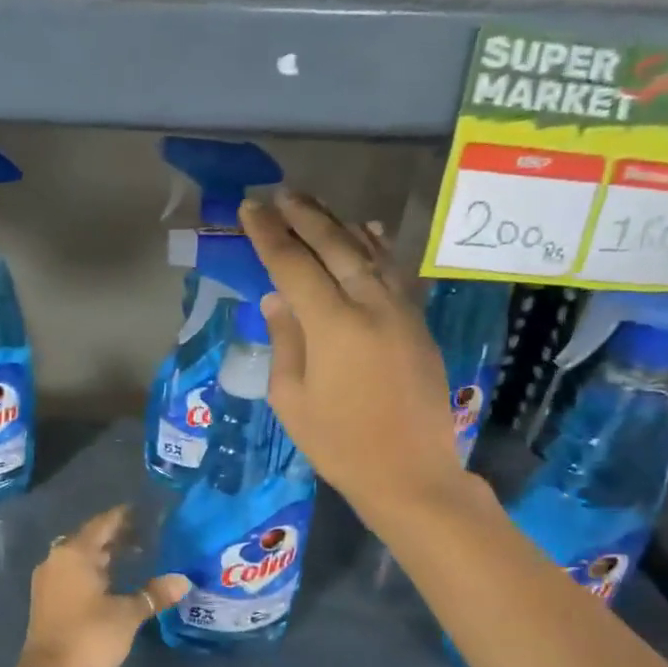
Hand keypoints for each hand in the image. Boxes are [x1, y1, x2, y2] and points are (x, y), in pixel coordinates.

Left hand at [2, 505, 189, 666]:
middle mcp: (57, 559)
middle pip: (89, 539)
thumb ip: (154, 594)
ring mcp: (49, 580)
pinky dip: (94, 571)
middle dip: (116, 536)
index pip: (102, 524)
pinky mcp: (48, 600)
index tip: (145, 512)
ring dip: (104, 555)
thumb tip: (183, 580)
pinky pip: (74, 574)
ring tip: (136, 555)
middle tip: (146, 534)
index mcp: (74, 553)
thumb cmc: (90, 637)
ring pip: (80, 558)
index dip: (123, 517)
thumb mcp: (127, 614)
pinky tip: (113, 580)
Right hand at [240, 193, 468, 525]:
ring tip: (315, 205)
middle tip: (280, 194)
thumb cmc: (339, 443)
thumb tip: (278, 300)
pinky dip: (377, 247)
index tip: (250, 208)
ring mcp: (400, 311)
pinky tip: (367, 231)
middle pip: (334, 246)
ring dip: (339, 224)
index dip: (269, 234)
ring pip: (368, 252)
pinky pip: (394, 272)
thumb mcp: (291, 399)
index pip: (293, 265)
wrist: (410, 473)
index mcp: (333, 325)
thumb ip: (285, 341)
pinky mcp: (417, 323)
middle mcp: (370, 305)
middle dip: (304, 216)